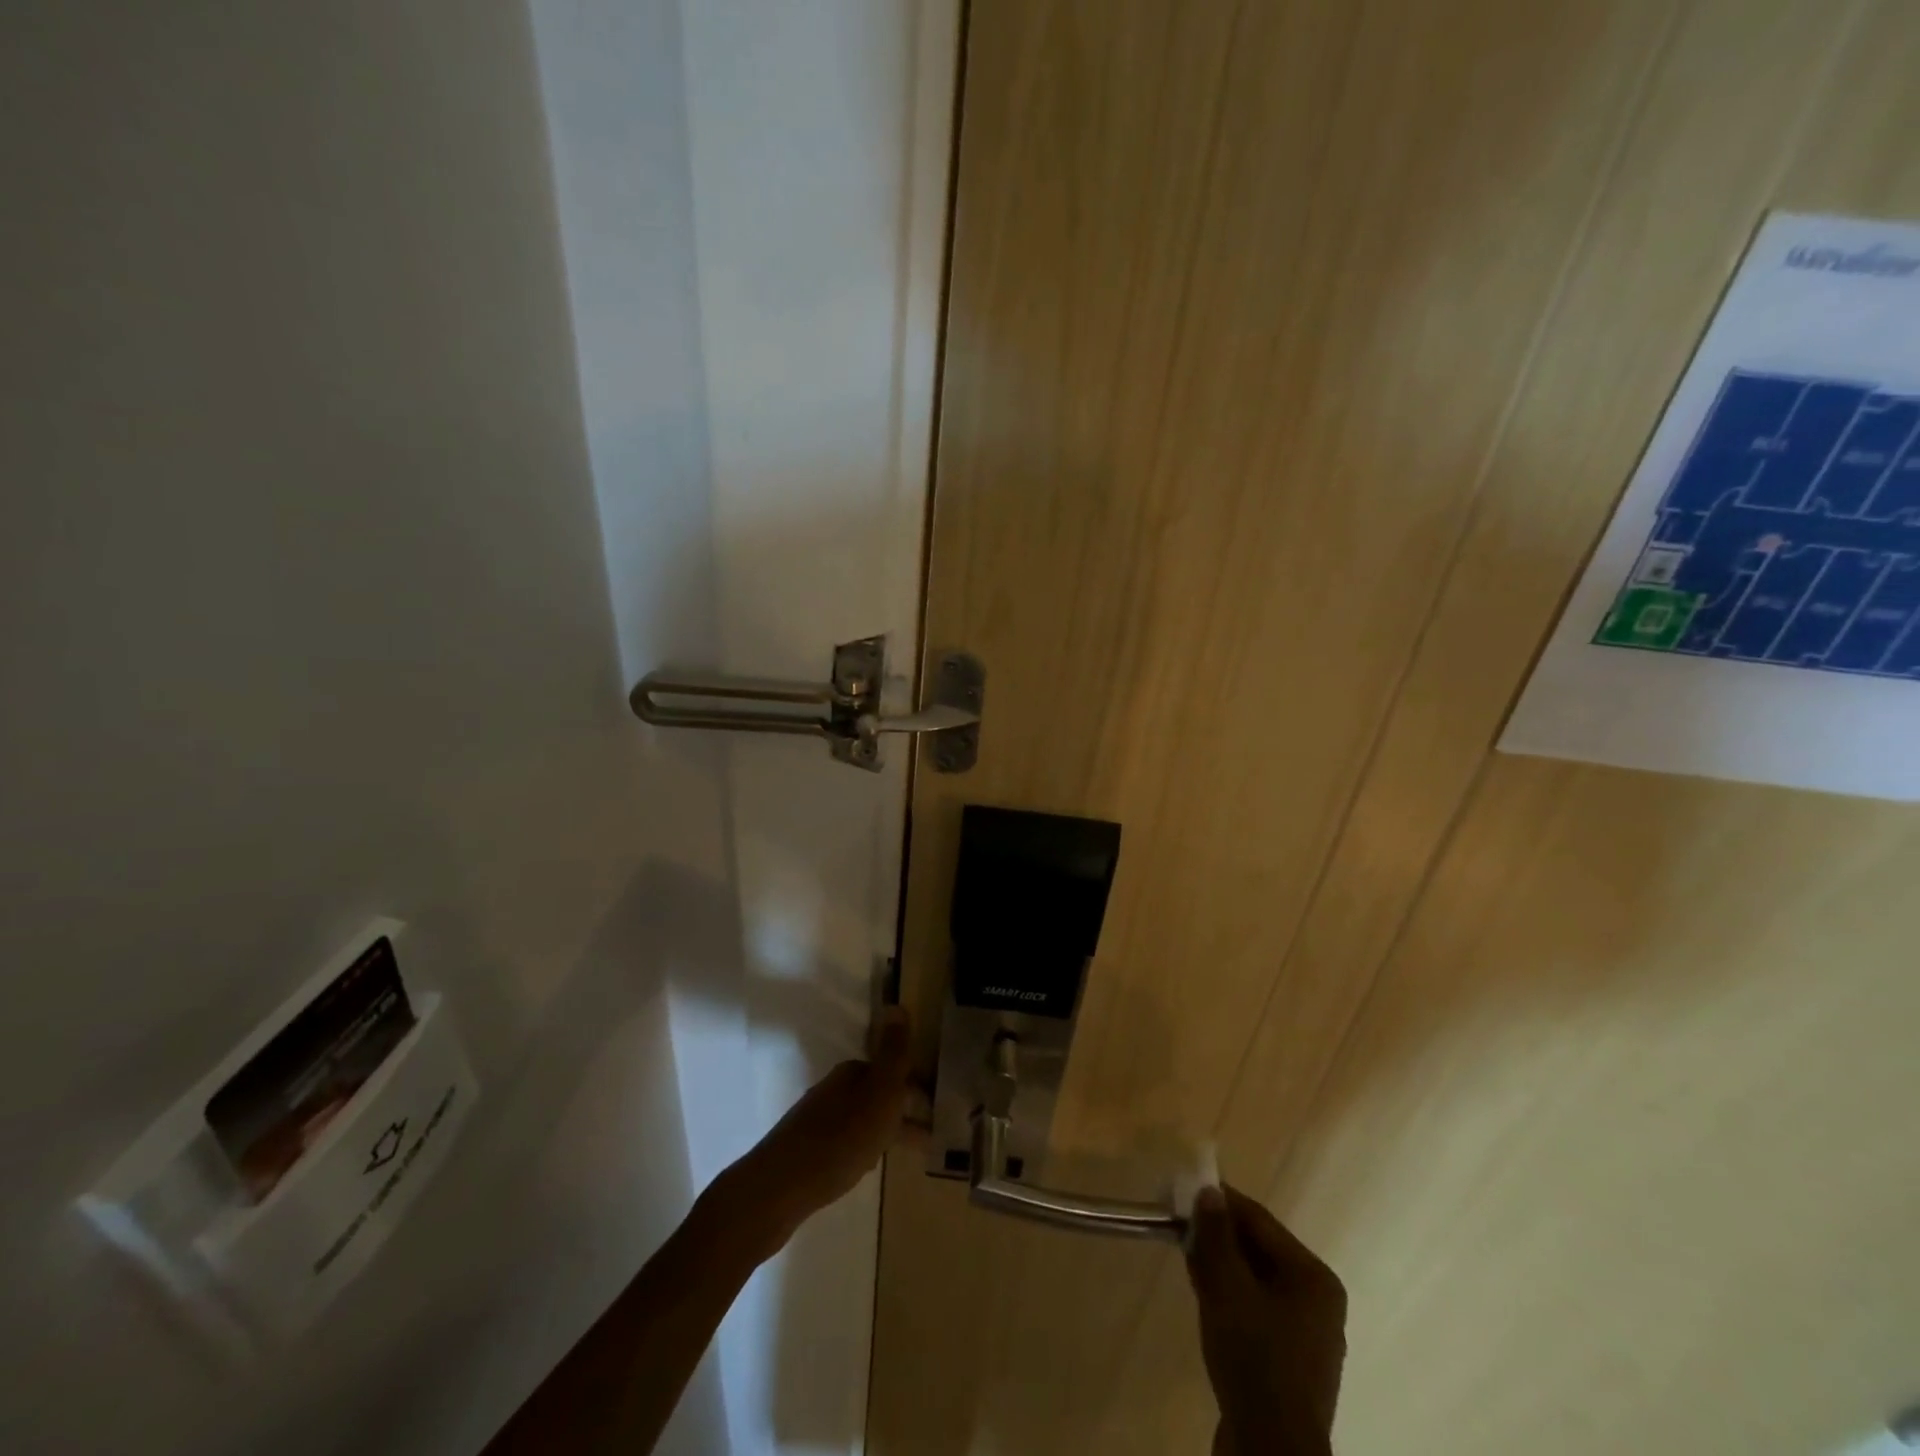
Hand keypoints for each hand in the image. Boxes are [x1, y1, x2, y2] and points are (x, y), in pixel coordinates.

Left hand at [711, 1008, 914, 1258]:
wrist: (780, 1187)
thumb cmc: (840, 1138)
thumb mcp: (878, 1093)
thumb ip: (892, 1053)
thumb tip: (897, 1004)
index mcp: (851, 1074)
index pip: (889, 1070)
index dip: (913, 1085)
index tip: (936, 1105)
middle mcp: (833, 1090)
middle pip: (875, 1093)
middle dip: (901, 1107)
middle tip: (930, 1131)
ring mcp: (817, 1119)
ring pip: (861, 1117)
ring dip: (884, 1128)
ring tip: (908, 1151)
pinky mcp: (807, 1150)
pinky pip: (846, 1140)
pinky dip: (864, 1146)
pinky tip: (867, 1166)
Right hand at [1186, 1185, 1346, 1455]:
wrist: (1270, 1452)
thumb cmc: (1254, 1359)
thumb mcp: (1227, 1288)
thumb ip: (1216, 1235)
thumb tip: (1208, 1191)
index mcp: (1314, 1278)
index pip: (1261, 1221)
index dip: (1221, 1201)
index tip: (1185, 1188)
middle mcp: (1318, 1302)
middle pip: (1259, 1250)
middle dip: (1219, 1235)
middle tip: (1180, 1221)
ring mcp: (1305, 1335)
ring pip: (1255, 1281)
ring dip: (1220, 1264)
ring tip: (1185, 1251)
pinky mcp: (1288, 1363)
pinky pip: (1256, 1310)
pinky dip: (1229, 1294)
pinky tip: (1202, 1289)